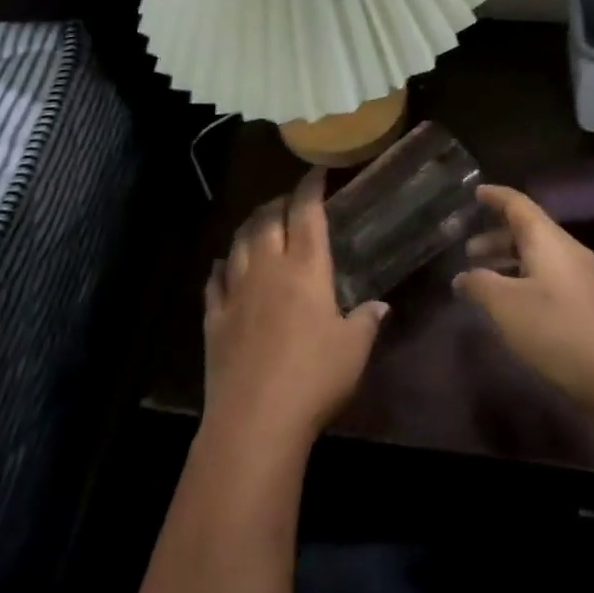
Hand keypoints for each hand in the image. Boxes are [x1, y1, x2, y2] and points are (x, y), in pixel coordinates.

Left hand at [203, 169, 388, 448]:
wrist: (254, 421)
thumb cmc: (314, 378)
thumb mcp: (354, 350)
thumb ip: (366, 321)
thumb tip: (379, 305)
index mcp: (306, 267)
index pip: (307, 211)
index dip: (311, 186)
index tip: (318, 171)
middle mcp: (268, 267)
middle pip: (267, 219)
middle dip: (279, 202)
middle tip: (290, 201)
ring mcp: (236, 291)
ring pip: (239, 242)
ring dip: (250, 226)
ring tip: (260, 223)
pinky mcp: (214, 318)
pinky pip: (214, 280)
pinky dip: (221, 266)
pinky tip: (224, 265)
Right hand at [454, 184, 593, 410]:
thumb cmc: (557, 330)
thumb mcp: (507, 307)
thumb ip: (480, 285)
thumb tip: (462, 276)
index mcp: (549, 240)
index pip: (518, 204)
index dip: (496, 196)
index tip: (477, 192)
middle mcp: (569, 249)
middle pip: (530, 231)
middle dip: (498, 238)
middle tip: (470, 251)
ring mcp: (585, 276)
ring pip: (542, 256)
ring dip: (512, 262)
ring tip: (488, 279)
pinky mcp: (593, 302)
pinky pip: (553, 276)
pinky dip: (528, 279)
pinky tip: (517, 305)